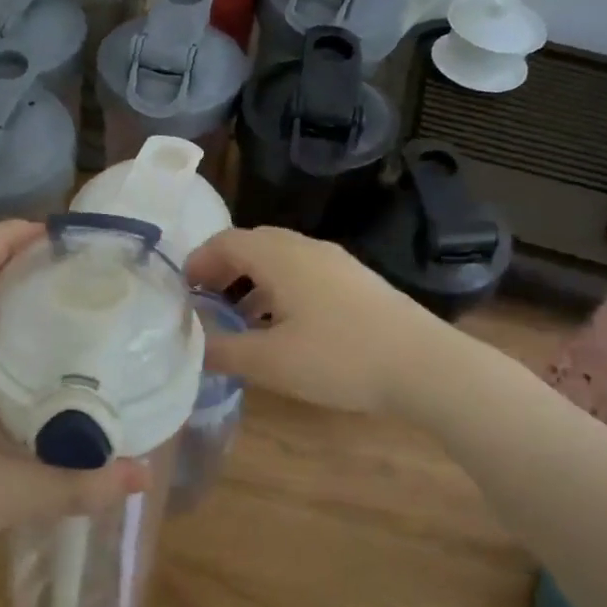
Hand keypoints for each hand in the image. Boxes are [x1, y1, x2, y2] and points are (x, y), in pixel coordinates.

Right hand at [186, 226, 441, 416]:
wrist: (424, 365)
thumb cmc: (339, 358)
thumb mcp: (270, 361)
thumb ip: (224, 350)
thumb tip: (192, 344)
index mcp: (280, 257)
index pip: (226, 241)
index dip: (198, 262)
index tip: (183, 292)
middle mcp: (306, 248)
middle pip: (253, 244)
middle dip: (223, 269)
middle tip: (206, 302)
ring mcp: (336, 262)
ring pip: (280, 259)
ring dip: (252, 281)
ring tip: (240, 319)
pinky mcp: (356, 281)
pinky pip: (304, 273)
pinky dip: (280, 289)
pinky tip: (284, 327)